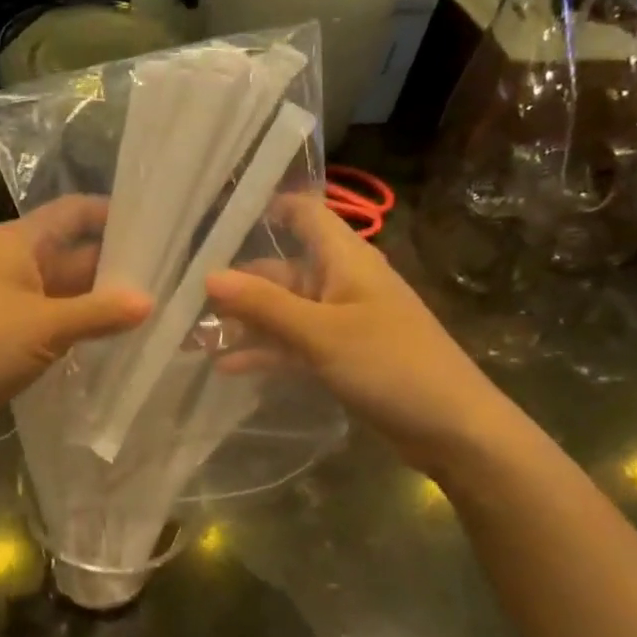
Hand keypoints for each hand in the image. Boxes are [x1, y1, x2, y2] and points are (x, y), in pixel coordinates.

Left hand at [0, 196, 150, 439]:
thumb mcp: (45, 325)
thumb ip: (100, 312)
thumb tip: (150, 301)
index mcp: (19, 242)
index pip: (74, 212)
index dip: (114, 214)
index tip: (159, 226)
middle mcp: (18, 263)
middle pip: (76, 252)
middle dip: (118, 265)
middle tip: (172, 276)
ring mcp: (15, 301)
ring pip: (70, 291)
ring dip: (105, 300)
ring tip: (160, 306)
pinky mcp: (14, 335)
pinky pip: (59, 321)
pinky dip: (86, 326)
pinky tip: (123, 337)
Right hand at [204, 196, 514, 473]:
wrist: (453, 429)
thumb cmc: (391, 365)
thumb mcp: (321, 333)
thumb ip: (263, 305)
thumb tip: (207, 276)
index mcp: (345, 260)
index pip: (304, 214)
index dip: (266, 208)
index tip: (216, 217)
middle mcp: (340, 283)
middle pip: (280, 270)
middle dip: (236, 284)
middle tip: (183, 300)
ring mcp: (341, 322)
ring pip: (283, 312)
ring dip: (244, 323)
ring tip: (194, 337)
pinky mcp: (341, 356)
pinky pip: (294, 345)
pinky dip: (266, 352)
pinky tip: (228, 367)